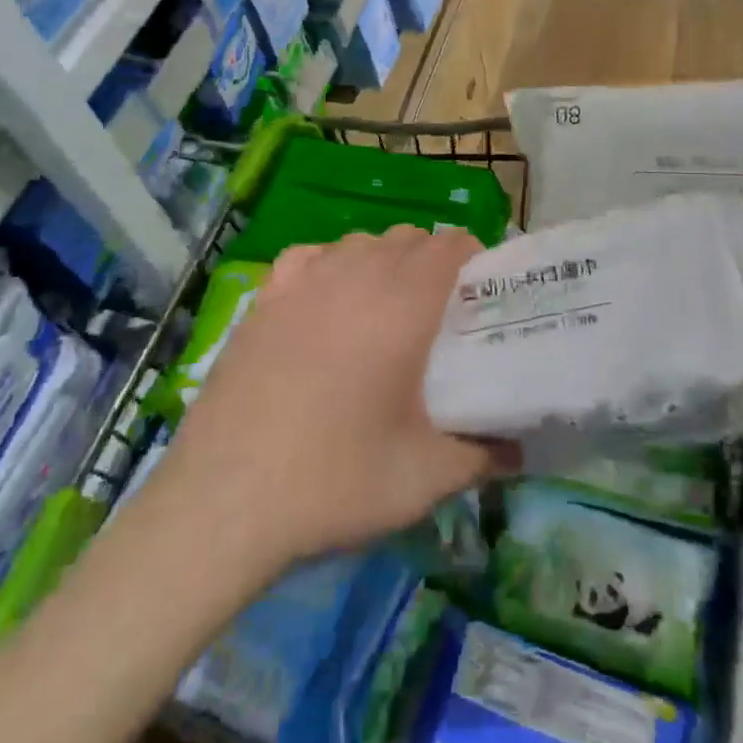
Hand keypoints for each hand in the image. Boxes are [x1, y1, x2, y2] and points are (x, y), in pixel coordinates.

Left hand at [159, 227, 515, 567]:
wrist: (223, 504)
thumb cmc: (335, 481)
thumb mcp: (425, 478)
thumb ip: (484, 454)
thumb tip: (519, 449)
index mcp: (405, 302)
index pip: (452, 243)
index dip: (474, 261)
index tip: (480, 299)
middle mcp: (356, 274)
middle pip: (410, 238)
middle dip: (433, 264)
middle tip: (438, 316)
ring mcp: (304, 280)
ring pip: (362, 242)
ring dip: (384, 262)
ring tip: (384, 312)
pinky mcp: (264, 298)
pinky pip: (311, 256)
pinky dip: (329, 266)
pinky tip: (326, 303)